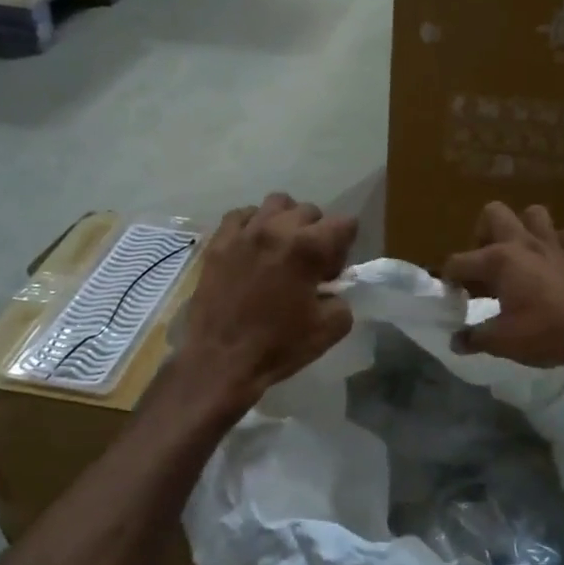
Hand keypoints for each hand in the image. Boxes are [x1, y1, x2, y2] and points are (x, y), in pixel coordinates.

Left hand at [175, 194, 357, 408]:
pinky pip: (240, 215)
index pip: (345, 223)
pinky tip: (252, 247)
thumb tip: (333, 289)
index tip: (331, 272)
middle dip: (317, 233)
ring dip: (286, 221)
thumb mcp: (330, 329)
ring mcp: (243, 232)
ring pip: (276, 204)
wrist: (220, 360)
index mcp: (308, 248)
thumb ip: (342, 300)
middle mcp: (277, 229)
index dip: (344, 247)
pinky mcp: (218, 242)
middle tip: (308, 265)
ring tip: (280, 248)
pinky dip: (252, 224)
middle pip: (310, 211)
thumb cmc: (278, 346)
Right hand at [441, 202, 563, 370]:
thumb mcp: (501, 342)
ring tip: (518, 255)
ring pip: (534, 214)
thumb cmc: (545, 333)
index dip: (449, 279)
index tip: (453, 298)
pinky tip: (556, 261)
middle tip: (484, 265)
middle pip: (494, 213)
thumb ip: (474, 338)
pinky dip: (560, 244)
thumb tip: (456, 342)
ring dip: (523, 228)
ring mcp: (554, 245)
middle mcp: (523, 243)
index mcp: (499, 260)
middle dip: (482, 234)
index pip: (458, 261)